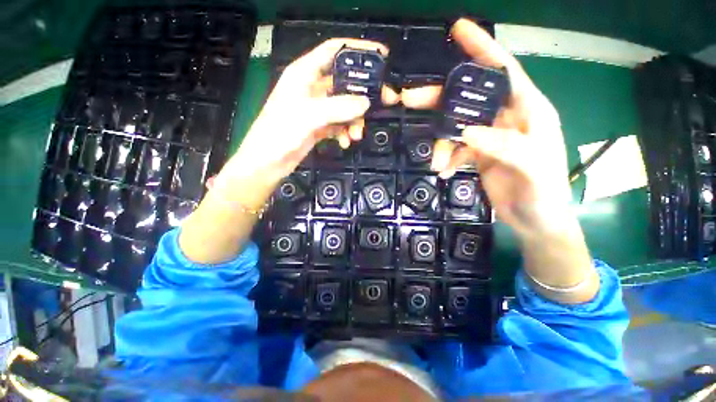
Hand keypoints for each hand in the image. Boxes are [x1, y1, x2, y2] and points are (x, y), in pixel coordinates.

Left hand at [228, 38, 397, 183]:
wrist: (268, 162)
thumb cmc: (280, 133)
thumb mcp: (309, 115)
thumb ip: (338, 107)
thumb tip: (366, 102)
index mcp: (305, 74)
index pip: (334, 51)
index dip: (358, 50)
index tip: (382, 56)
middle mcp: (312, 88)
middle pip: (345, 83)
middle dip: (363, 95)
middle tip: (384, 101)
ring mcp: (316, 109)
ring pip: (344, 107)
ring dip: (354, 120)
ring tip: (356, 135)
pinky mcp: (319, 126)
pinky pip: (339, 124)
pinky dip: (345, 132)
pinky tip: (345, 142)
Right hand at [401, 19, 569, 237]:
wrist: (535, 219)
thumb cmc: (544, 193)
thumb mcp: (533, 168)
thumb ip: (505, 146)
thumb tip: (466, 131)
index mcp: (529, 110)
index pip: (503, 70)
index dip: (481, 48)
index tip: (458, 30)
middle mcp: (507, 117)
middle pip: (468, 97)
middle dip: (439, 98)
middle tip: (410, 99)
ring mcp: (489, 135)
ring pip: (455, 125)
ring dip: (440, 141)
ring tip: (436, 162)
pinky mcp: (478, 153)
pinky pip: (455, 148)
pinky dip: (446, 157)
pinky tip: (445, 171)